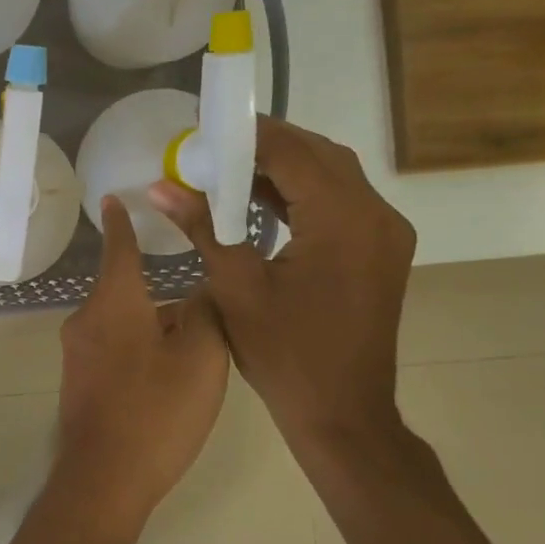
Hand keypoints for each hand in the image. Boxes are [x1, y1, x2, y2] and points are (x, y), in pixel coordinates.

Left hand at [52, 195, 230, 538]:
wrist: (104, 479)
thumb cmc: (157, 410)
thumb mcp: (202, 357)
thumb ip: (206, 312)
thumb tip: (200, 291)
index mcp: (114, 301)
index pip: (118, 247)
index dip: (121, 222)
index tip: (114, 198)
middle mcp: (86, 318)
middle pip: (127, 290)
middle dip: (160, 296)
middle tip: (202, 314)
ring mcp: (76, 352)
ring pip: (122, 323)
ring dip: (153, 329)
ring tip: (193, 357)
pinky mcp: (77, 381)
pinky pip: (113, 349)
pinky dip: (139, 351)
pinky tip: (165, 381)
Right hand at [150, 118, 414, 456]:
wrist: (343, 414)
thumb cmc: (285, 355)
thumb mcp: (236, 287)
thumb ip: (202, 227)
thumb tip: (160, 186)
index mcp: (343, 220)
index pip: (293, 153)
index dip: (248, 135)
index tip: (204, 129)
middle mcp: (376, 215)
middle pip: (319, 156)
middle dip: (266, 146)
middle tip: (213, 149)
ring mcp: (385, 233)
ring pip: (333, 176)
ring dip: (284, 168)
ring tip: (229, 170)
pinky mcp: (381, 250)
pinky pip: (341, 202)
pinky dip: (302, 194)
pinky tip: (261, 200)